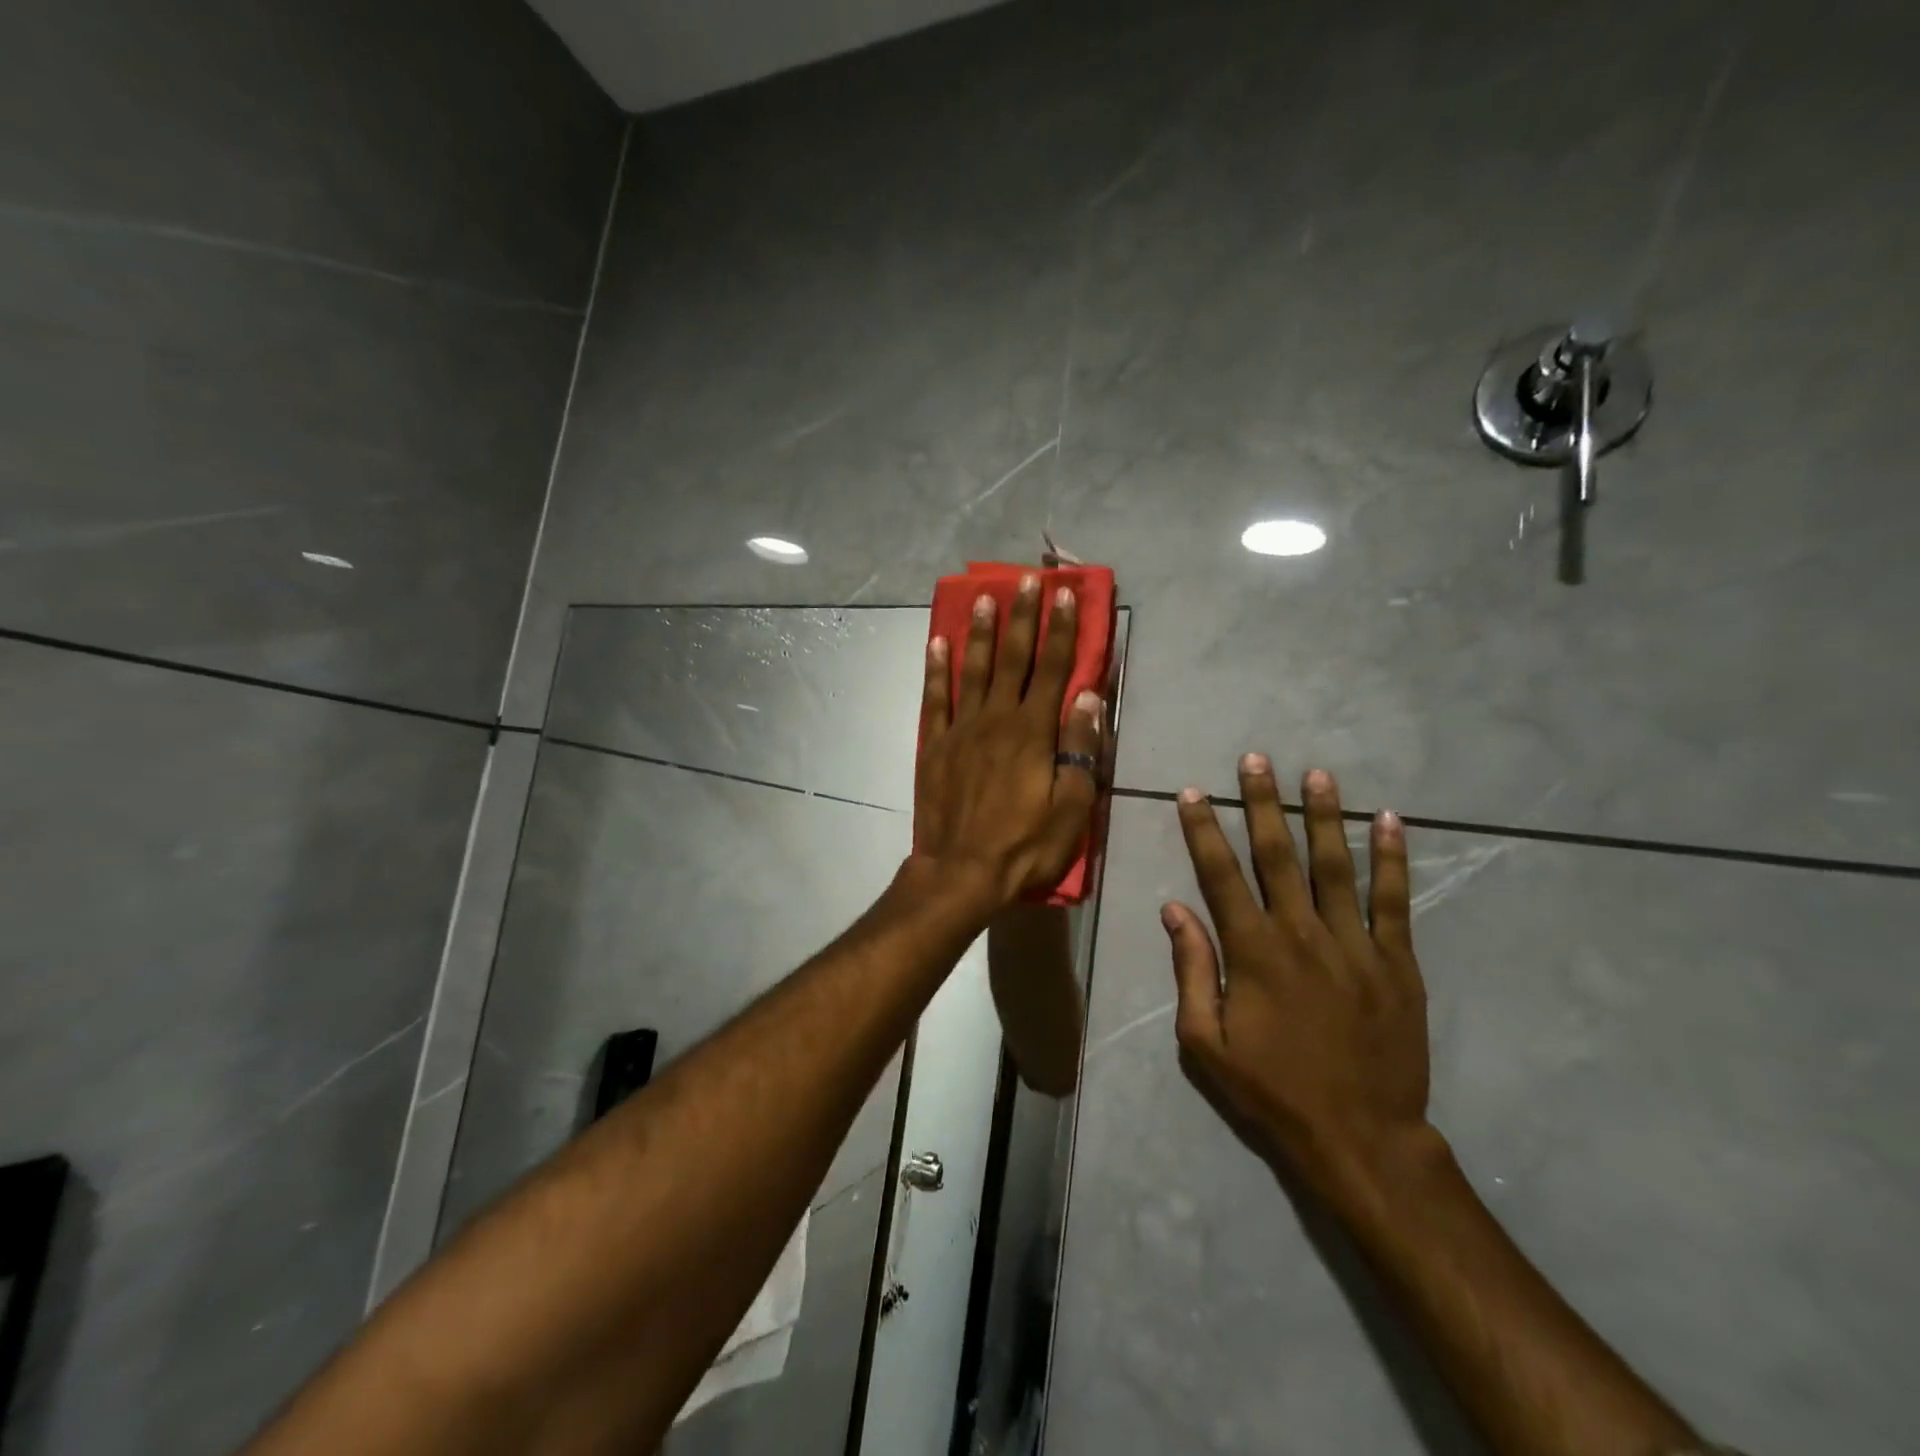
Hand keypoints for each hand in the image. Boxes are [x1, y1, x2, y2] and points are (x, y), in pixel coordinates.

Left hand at [914, 575, 1102, 912]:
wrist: (961, 872)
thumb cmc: (1025, 846)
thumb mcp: (1070, 808)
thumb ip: (1080, 751)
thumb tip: (1088, 698)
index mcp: (1033, 732)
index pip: (1053, 669)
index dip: (1061, 630)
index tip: (1065, 594)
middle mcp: (997, 719)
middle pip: (1013, 658)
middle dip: (1021, 616)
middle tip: (1024, 578)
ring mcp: (961, 729)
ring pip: (972, 669)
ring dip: (979, 631)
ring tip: (981, 597)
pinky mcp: (935, 746)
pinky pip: (935, 698)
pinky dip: (936, 669)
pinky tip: (937, 643)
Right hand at [1163, 756, 1435, 1204]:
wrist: (1361, 1137)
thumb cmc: (1272, 1090)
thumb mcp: (1205, 1043)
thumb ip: (1192, 970)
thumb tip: (1174, 910)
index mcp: (1253, 952)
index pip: (1221, 875)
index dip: (1204, 831)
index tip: (1194, 793)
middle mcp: (1302, 934)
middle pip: (1278, 856)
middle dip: (1263, 804)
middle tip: (1256, 760)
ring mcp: (1355, 945)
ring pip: (1336, 866)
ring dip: (1324, 817)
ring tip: (1317, 775)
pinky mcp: (1396, 963)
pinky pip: (1394, 901)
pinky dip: (1393, 859)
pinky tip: (1390, 822)